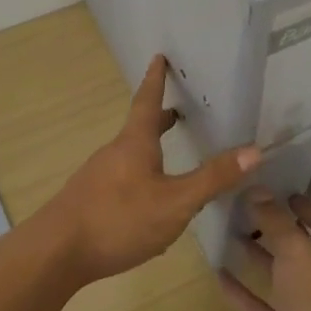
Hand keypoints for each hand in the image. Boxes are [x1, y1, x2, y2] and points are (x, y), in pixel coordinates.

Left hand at [43, 55, 260, 284]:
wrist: (56, 253)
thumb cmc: (119, 219)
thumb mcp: (175, 202)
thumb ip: (212, 178)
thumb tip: (254, 150)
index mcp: (135, 144)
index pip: (147, 101)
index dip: (156, 80)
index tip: (158, 57)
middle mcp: (114, 153)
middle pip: (138, 130)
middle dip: (158, 120)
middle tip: (176, 112)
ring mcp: (97, 177)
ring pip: (129, 157)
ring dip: (149, 151)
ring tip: (168, 160)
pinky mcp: (88, 202)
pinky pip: (120, 181)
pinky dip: (138, 179)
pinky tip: (146, 207)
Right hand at [219, 190, 310, 310]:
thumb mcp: (298, 252)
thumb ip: (276, 221)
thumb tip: (257, 190)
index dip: (309, 209)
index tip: (285, 192)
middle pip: (300, 250)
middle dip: (278, 230)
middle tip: (247, 208)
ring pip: (279, 277)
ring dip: (258, 257)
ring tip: (230, 233)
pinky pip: (259, 307)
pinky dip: (241, 292)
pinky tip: (218, 274)